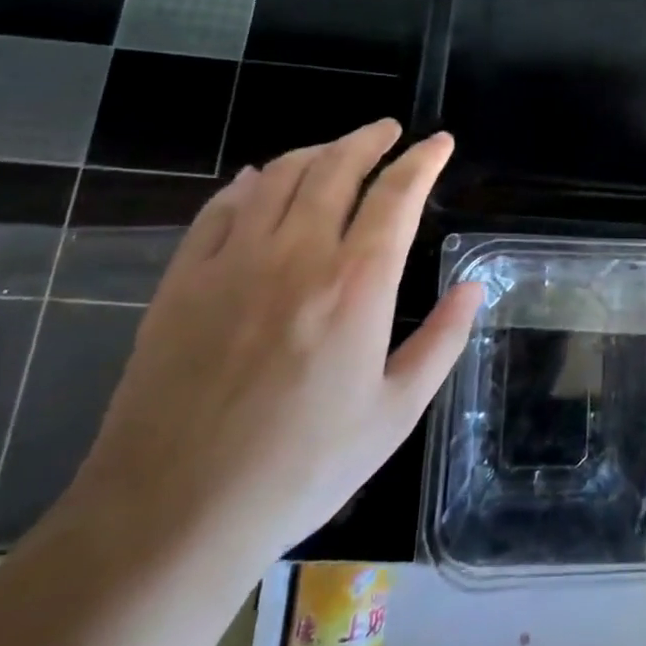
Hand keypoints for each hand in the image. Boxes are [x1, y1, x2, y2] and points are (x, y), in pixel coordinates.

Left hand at [62, 122, 480, 571]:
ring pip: (279, 177)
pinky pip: (220, 208)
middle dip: (369, 140)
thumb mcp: (394, 414)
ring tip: (336, 150)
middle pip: (337, 168)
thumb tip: (474, 287)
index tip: (439, 142)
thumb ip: (441, 341)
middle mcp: (297, 254)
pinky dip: (248, 184)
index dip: (423, 161)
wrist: (172, 515)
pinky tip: (257, 180)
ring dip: (315, 152)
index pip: (397, 195)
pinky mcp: (183, 280)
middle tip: (388, 130)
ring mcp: (234, 261)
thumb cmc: (301, 469)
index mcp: (357, 283)